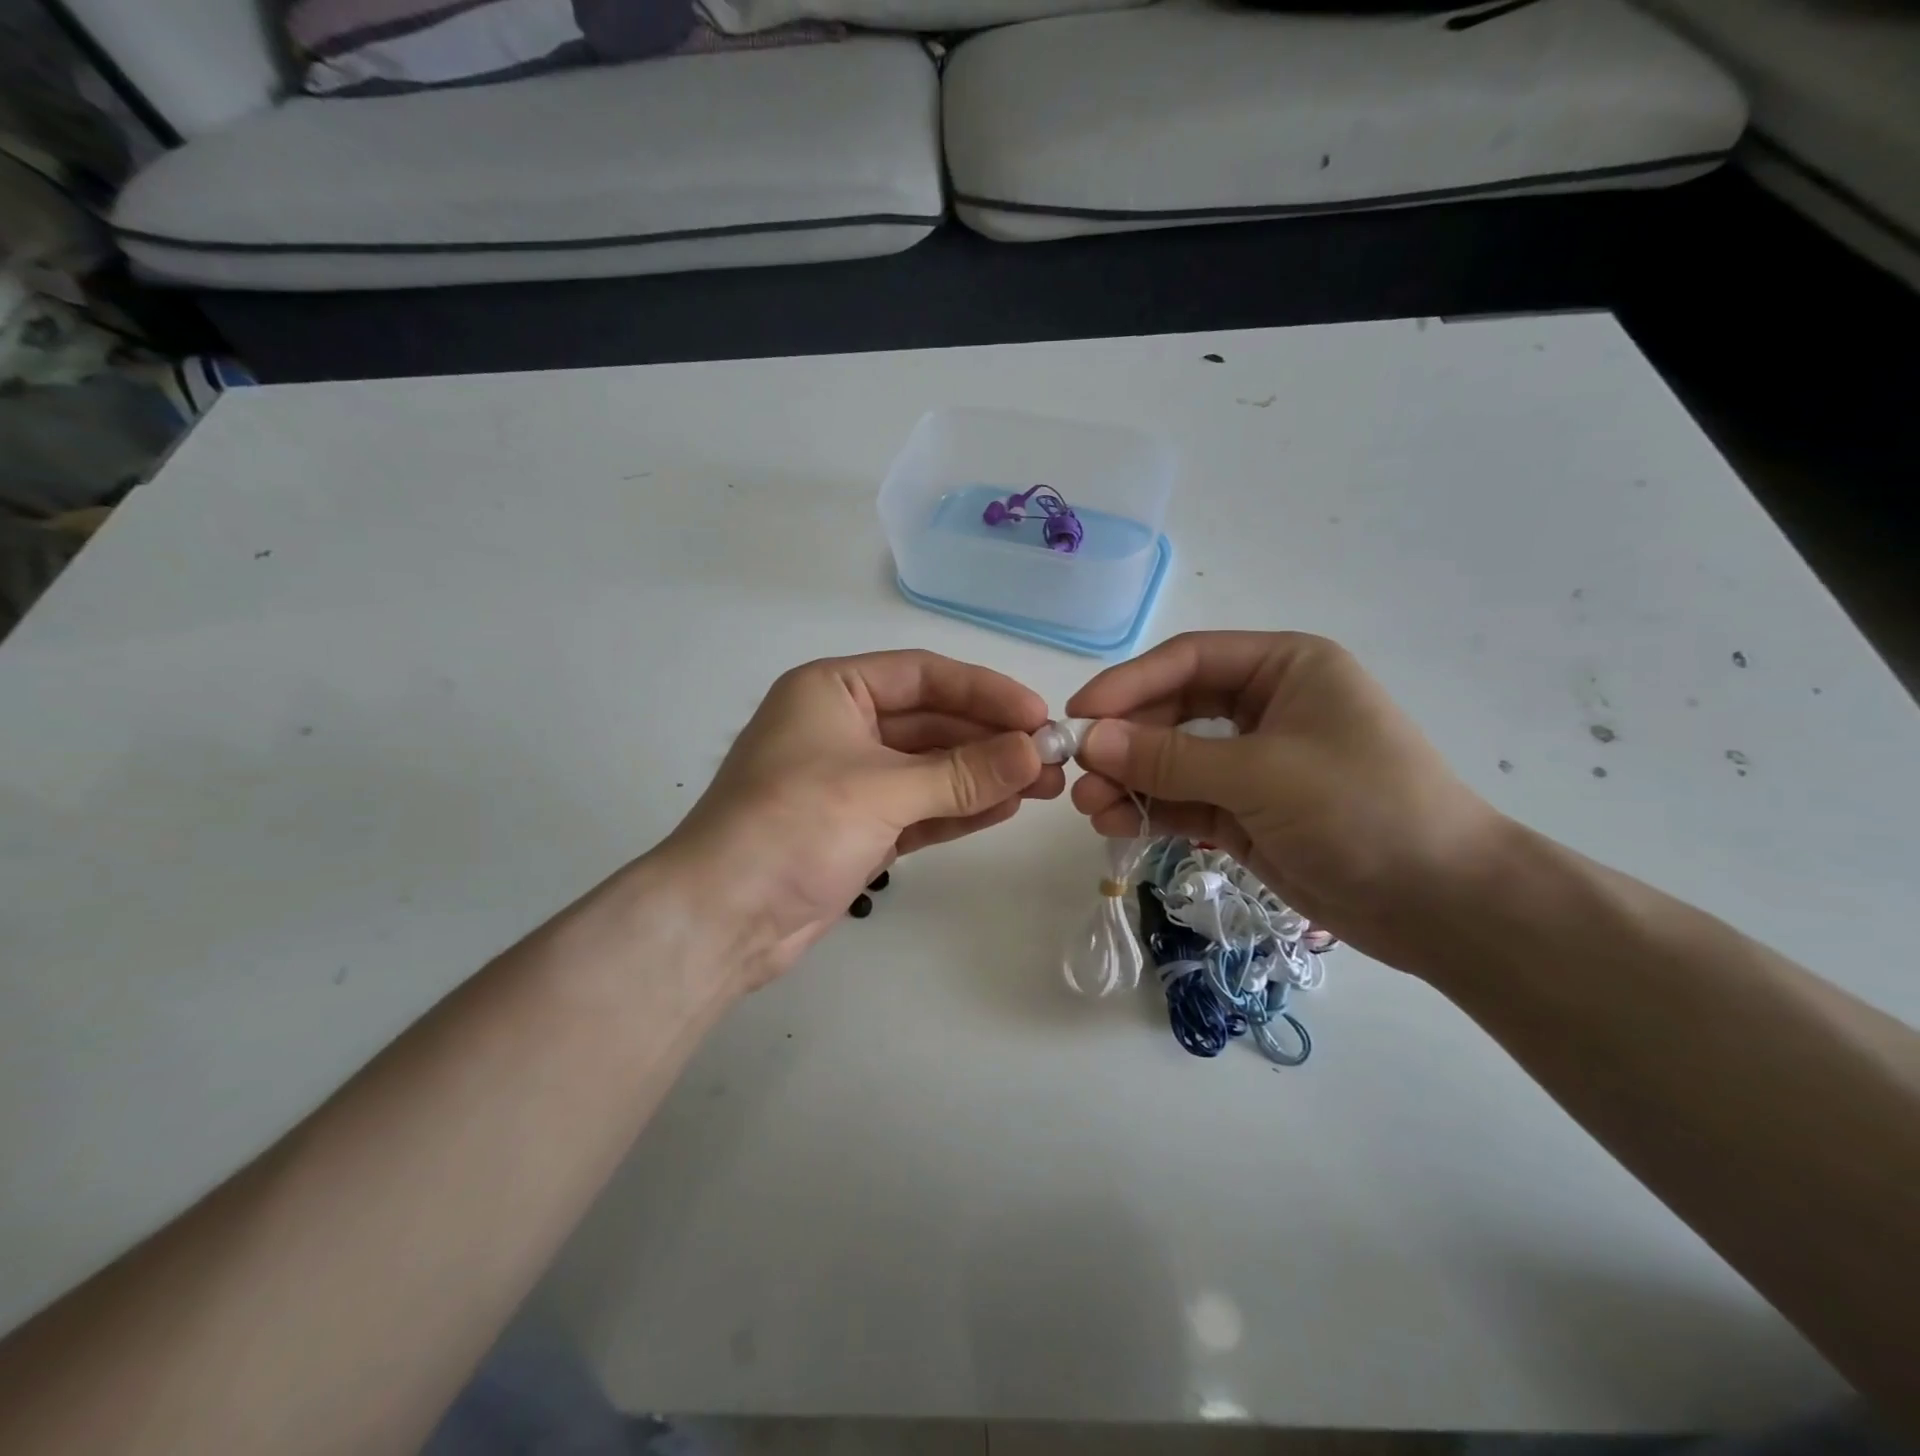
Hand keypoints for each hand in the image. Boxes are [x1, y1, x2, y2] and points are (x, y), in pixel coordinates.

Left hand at [659, 651, 1062, 988]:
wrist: (722, 919)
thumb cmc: (792, 826)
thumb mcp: (881, 790)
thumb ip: (961, 772)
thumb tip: (1035, 753)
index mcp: (833, 690)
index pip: (923, 676)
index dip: (984, 691)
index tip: (1038, 715)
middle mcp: (842, 726)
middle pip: (931, 722)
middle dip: (990, 740)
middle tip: (1052, 758)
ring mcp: (851, 780)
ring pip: (930, 768)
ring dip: (983, 775)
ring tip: (1045, 786)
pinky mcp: (860, 827)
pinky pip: (920, 807)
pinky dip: (959, 808)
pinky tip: (1006, 808)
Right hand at [1066, 631, 1503, 965]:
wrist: (1443, 905)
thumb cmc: (1364, 810)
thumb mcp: (1261, 774)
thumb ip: (1170, 757)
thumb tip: (1089, 740)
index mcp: (1284, 668)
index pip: (1188, 660)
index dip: (1128, 684)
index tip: (1077, 713)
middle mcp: (1266, 707)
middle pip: (1173, 710)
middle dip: (1124, 740)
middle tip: (1076, 771)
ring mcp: (1254, 763)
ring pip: (1173, 760)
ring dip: (1129, 779)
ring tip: (1089, 807)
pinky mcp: (1245, 812)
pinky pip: (1184, 800)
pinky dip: (1149, 810)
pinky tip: (1115, 823)